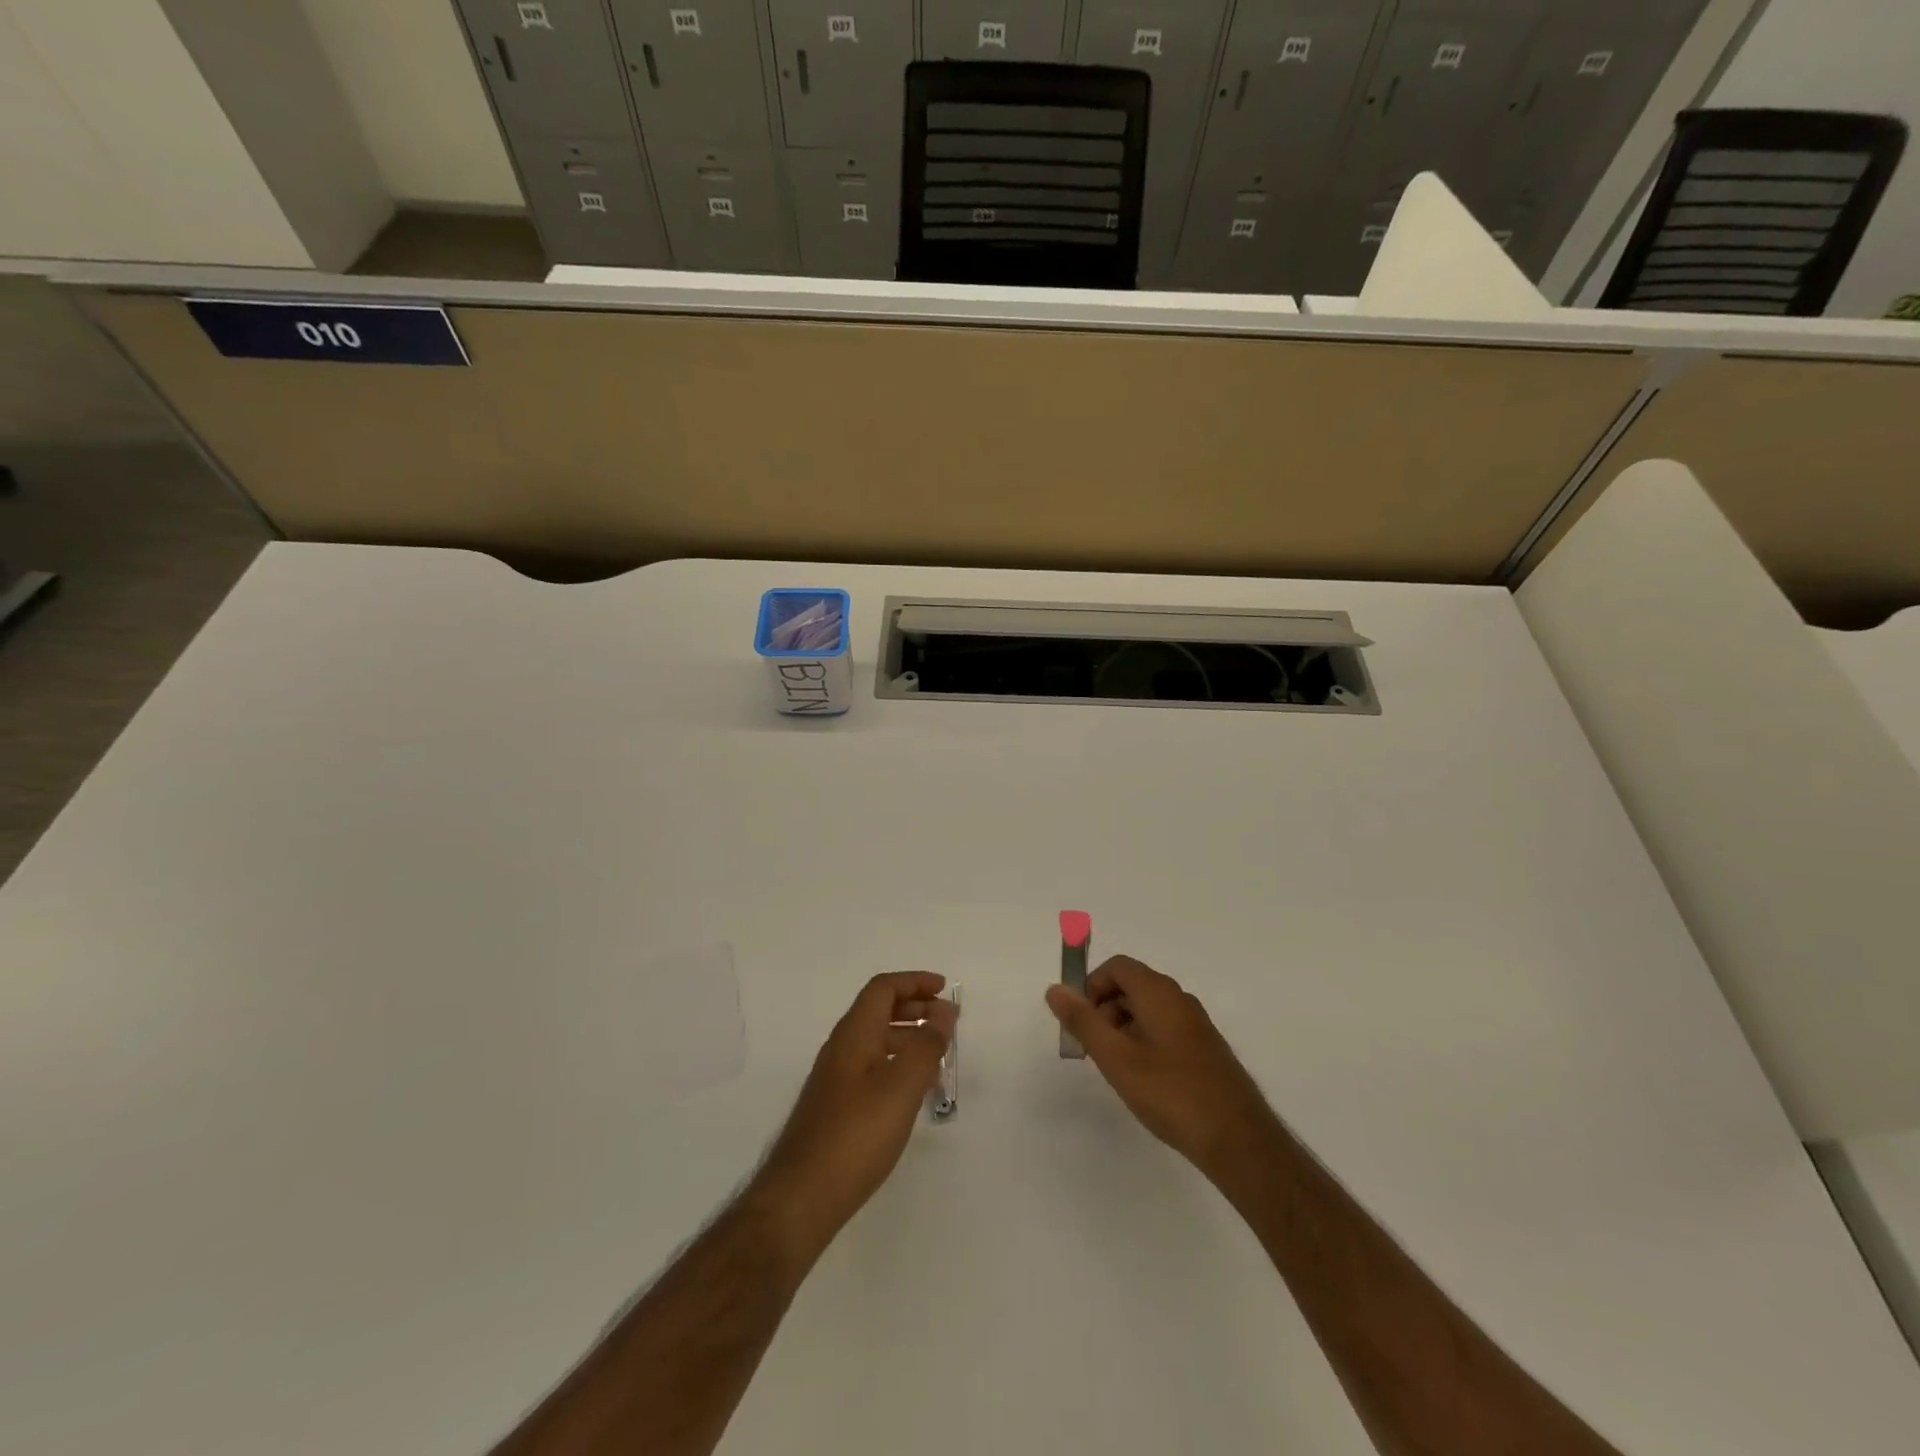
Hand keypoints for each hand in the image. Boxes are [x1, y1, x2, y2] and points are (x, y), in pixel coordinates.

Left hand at [750, 972, 955, 1268]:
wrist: (801, 1197)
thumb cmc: (856, 1135)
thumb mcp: (902, 1086)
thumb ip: (926, 1046)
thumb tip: (943, 1013)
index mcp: (854, 1034)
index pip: (883, 989)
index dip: (914, 982)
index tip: (944, 988)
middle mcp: (841, 1048)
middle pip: (879, 1011)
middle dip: (915, 1007)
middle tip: (948, 1020)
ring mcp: (835, 1079)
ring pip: (877, 1041)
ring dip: (909, 1038)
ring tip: (940, 1056)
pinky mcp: (836, 1108)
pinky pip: (873, 1068)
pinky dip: (898, 1065)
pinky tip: (915, 1092)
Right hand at [1045, 956, 1277, 1184]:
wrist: (1238, 1140)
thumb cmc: (1171, 1093)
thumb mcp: (1116, 1058)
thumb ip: (1083, 1021)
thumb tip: (1055, 989)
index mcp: (1158, 992)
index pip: (1117, 967)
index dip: (1091, 986)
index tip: (1079, 1022)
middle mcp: (1179, 999)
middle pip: (1131, 985)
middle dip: (1104, 1008)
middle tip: (1092, 1048)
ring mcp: (1196, 1024)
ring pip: (1148, 1009)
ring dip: (1123, 1027)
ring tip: (1115, 1067)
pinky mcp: (1205, 1048)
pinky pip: (1164, 1028)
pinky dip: (1143, 1040)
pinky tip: (1143, 1079)